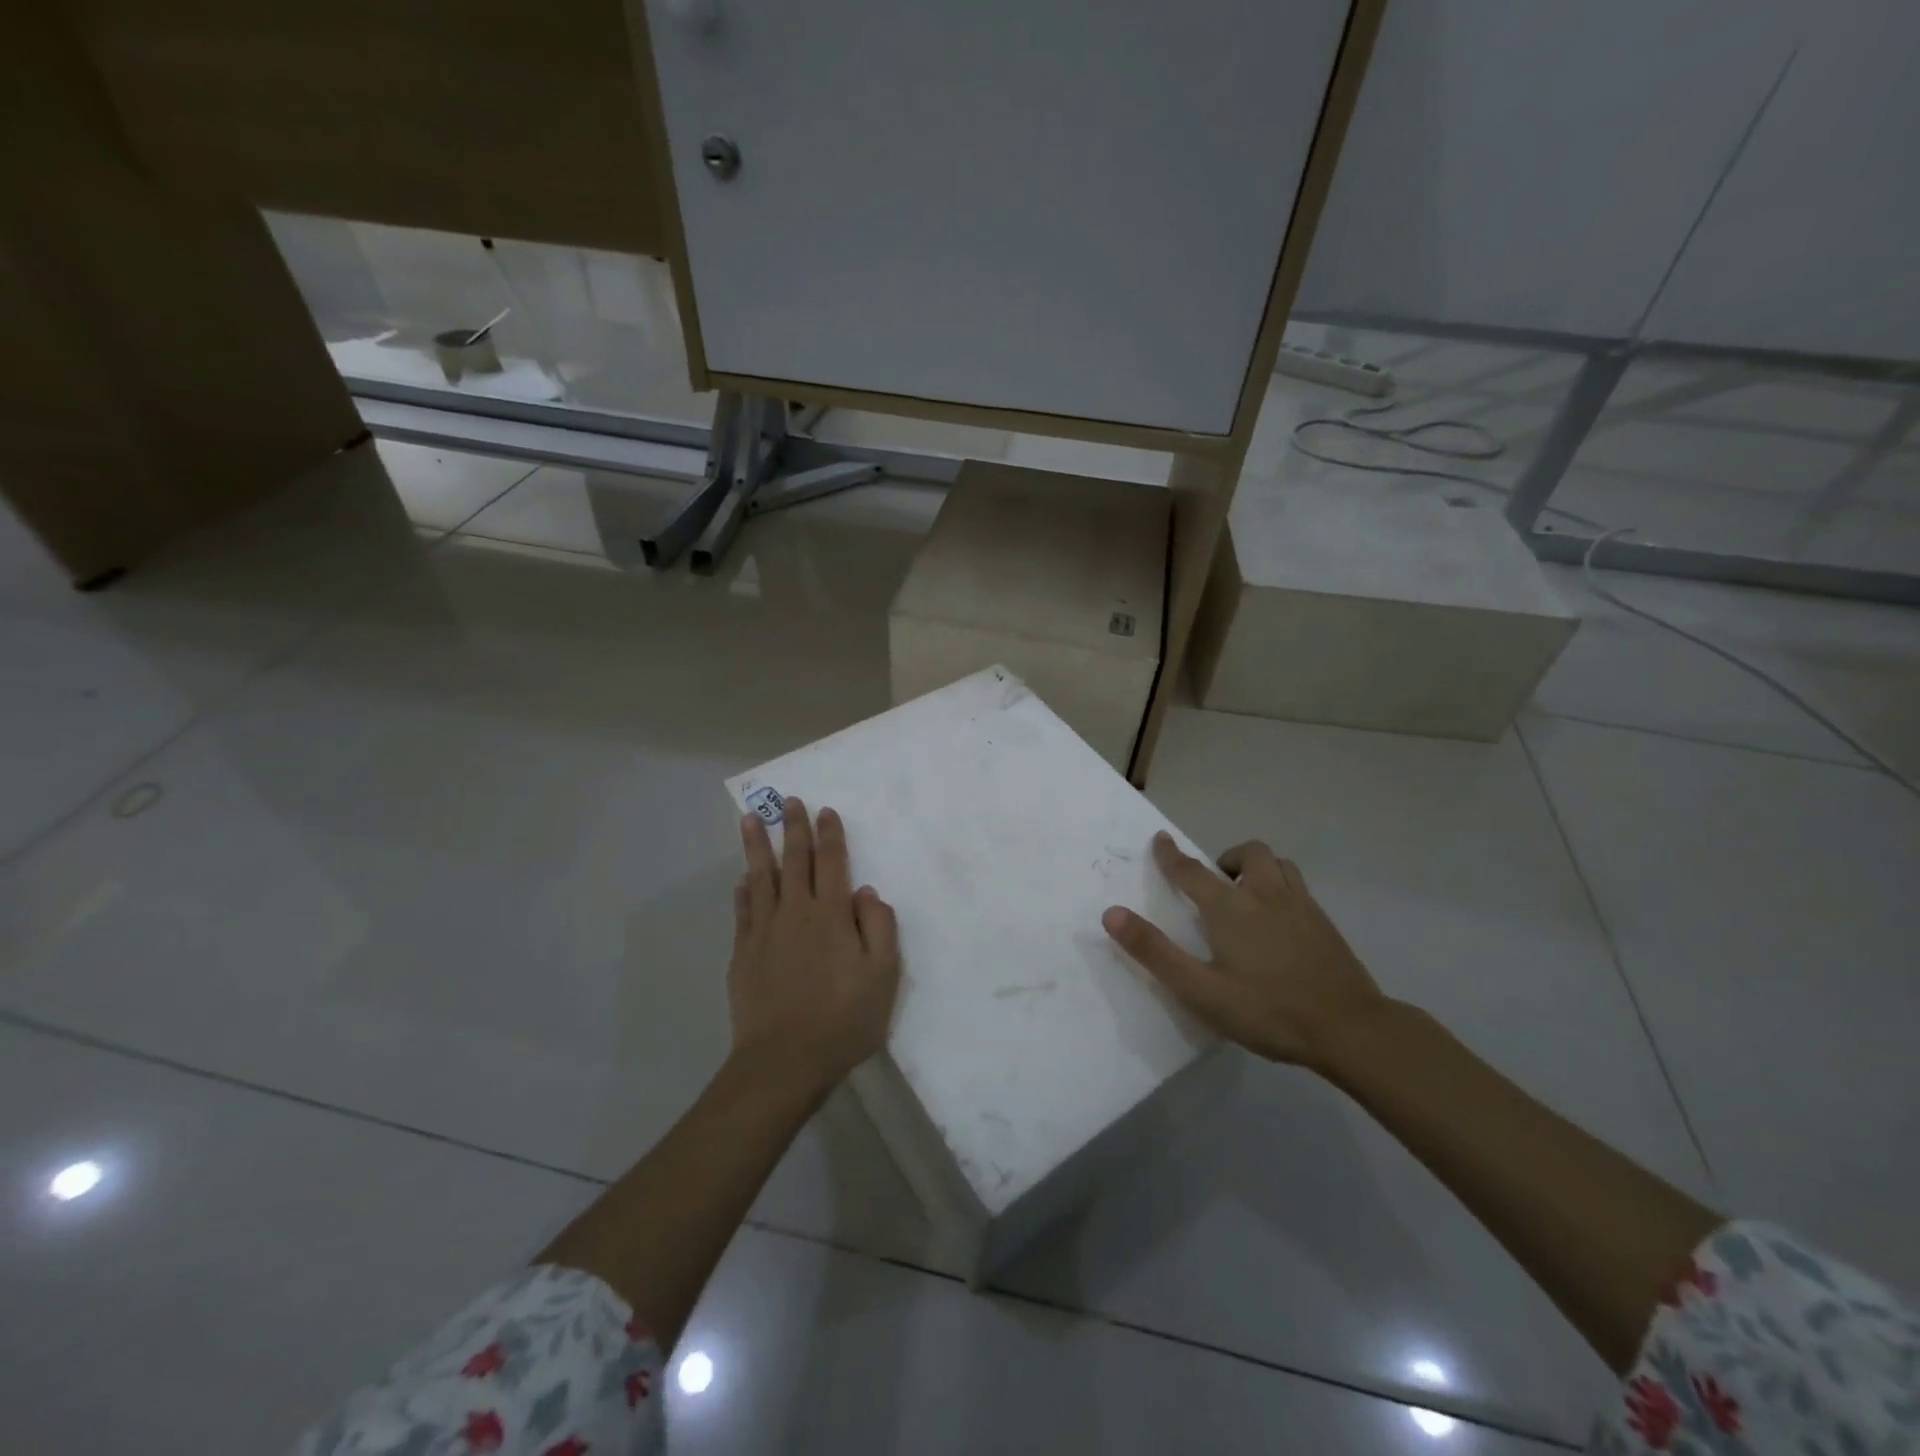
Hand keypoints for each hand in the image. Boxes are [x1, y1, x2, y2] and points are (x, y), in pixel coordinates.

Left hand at [730, 799, 900, 1094]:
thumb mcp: (883, 975)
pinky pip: (743, 911)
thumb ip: (879, 927)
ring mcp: (764, 932)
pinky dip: (744, 890)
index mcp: (832, 915)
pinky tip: (742, 879)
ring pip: (760, 878)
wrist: (785, 1060)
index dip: (830, 834)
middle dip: (793, 828)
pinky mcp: (743, 954)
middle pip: (794, 860)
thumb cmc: (844, 1018)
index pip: (832, 862)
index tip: (826, 810)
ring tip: (749, 820)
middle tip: (788, 801)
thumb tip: (865, 892)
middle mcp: (796, 912)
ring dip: (756, 846)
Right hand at [1102, 833, 1388, 1072]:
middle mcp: (1266, 895)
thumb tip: (1111, 914)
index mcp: (1230, 908)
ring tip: (1247, 895)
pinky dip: (1280, 887)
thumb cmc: (1268, 1010)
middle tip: (1216, 884)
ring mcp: (1301, 906)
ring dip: (1256, 867)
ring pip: (1278, 864)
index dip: (1172, 856)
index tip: (1161, 839)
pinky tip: (1279, 920)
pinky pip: (1297, 886)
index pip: (1192, 871)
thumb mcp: (1201, 990)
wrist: (1351, 1029)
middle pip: (1248, 854)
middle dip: (1226, 858)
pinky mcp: (1325, 923)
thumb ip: (1155, 952)